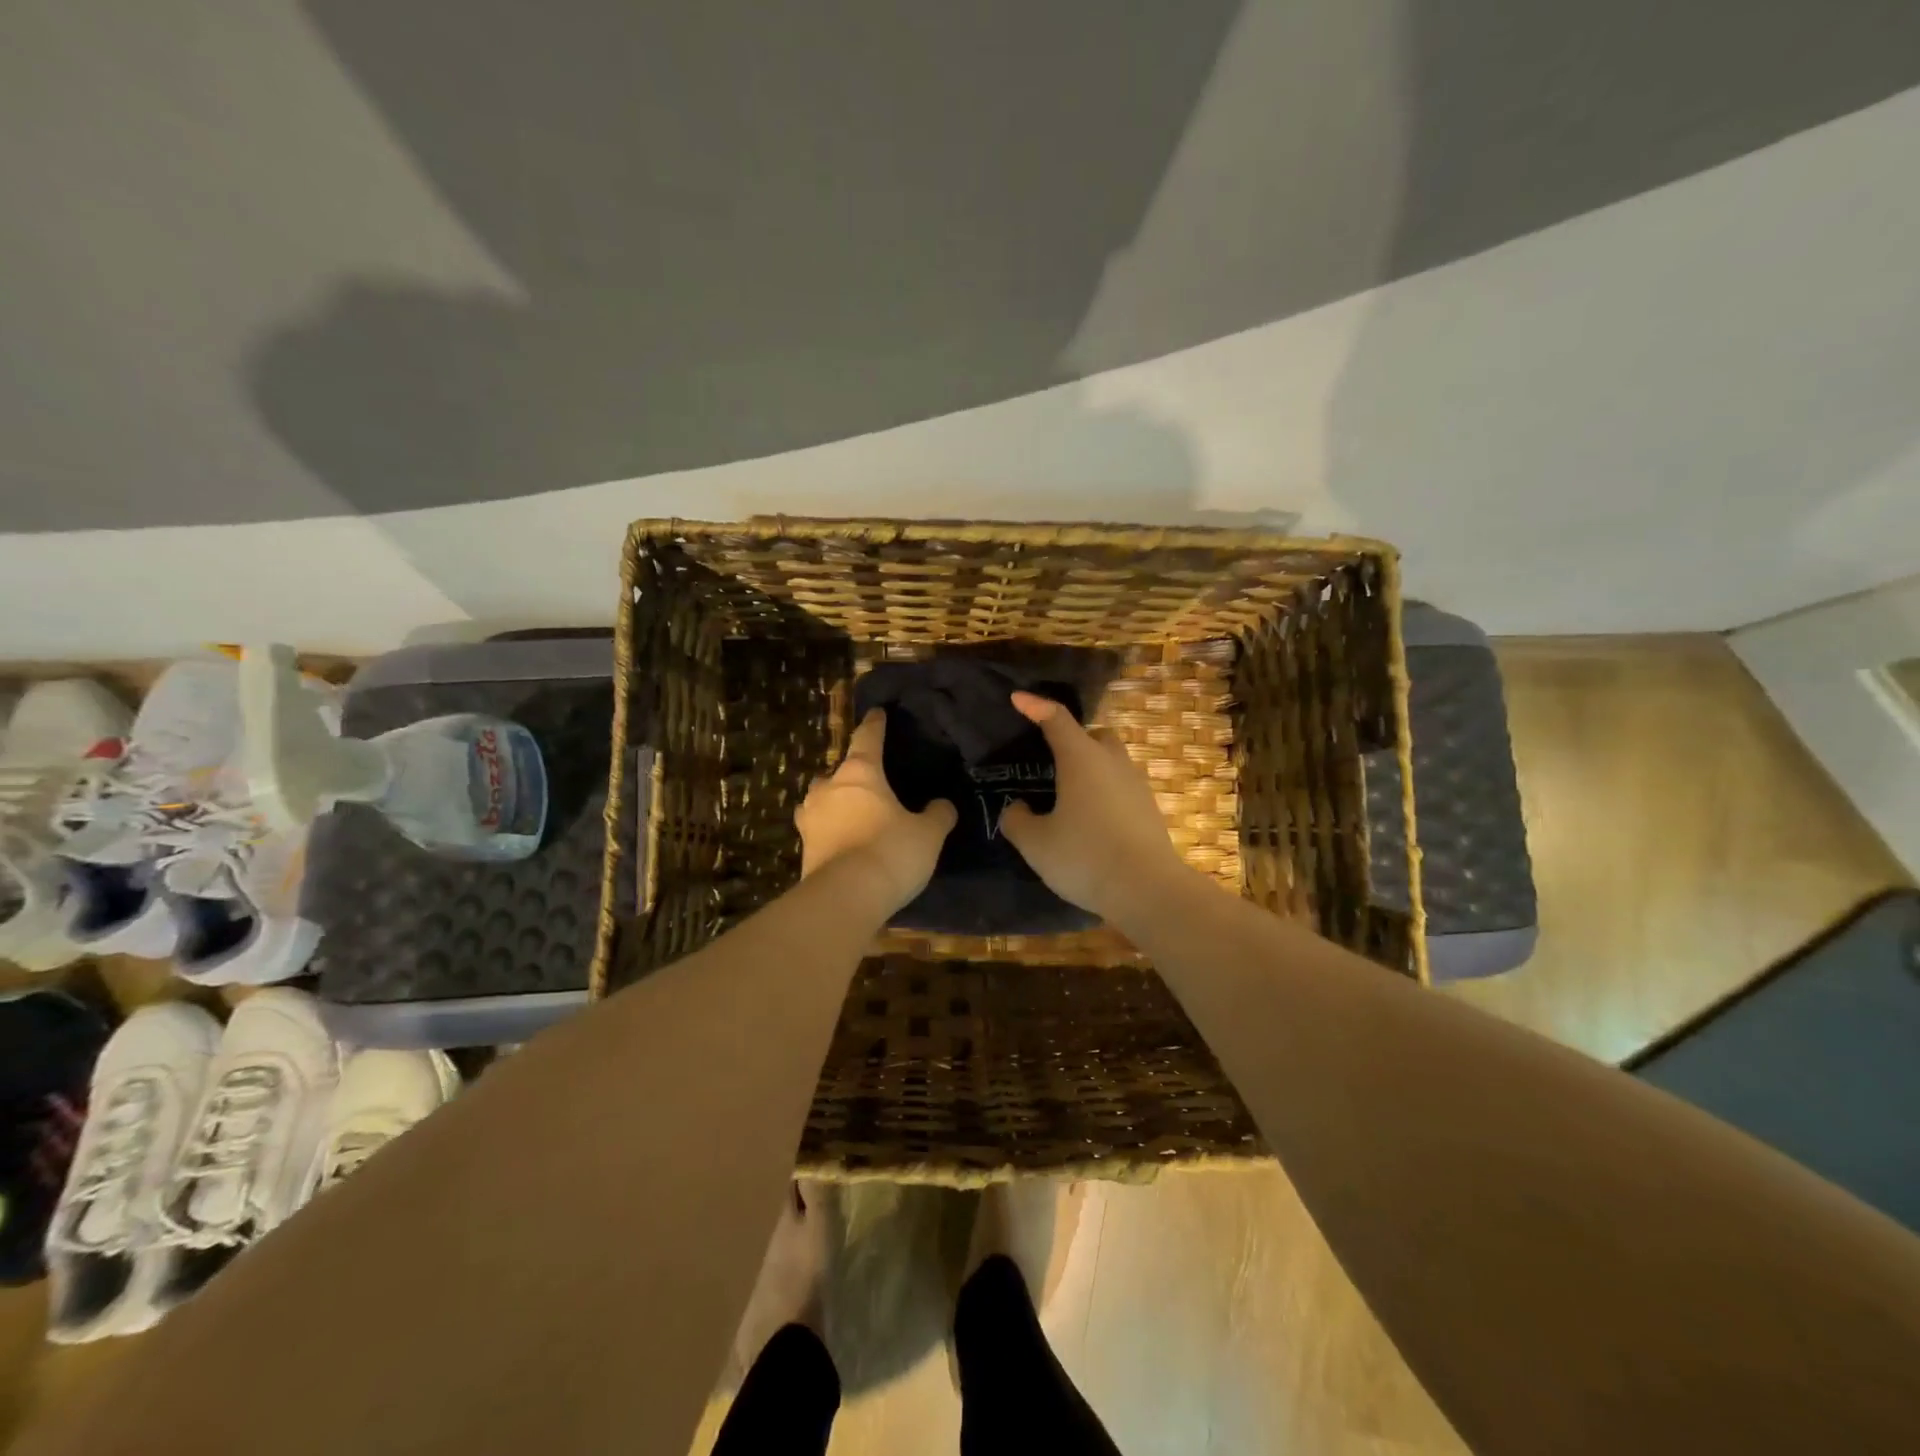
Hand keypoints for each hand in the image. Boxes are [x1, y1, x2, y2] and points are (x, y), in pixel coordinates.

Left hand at [796, 709, 956, 912]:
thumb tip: (943, 805)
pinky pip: (817, 830)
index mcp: (860, 773)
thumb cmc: (891, 852)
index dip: (875, 725)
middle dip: (850, 774)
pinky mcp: (803, 849)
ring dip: (833, 802)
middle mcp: (828, 788)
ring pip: (820, 799)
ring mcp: (810, 818)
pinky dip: (828, 831)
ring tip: (850, 813)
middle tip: (869, 783)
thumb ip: (938, 814)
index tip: (877, 713)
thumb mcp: (928, 833)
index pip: (867, 738)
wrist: (846, 897)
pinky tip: (841, 842)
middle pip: (837, 771)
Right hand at [999, 691, 1192, 924]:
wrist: (1148, 889)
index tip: (1018, 699)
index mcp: (1081, 758)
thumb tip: (1018, 808)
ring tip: (1069, 796)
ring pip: (1111, 761)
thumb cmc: (1085, 856)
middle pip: (1094, 735)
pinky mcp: (1149, 809)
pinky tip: (1091, 820)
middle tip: (1051, 761)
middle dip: (1073, 739)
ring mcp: (1136, 784)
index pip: (1056, 718)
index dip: (1034, 706)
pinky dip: (1104, 792)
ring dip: (1091, 768)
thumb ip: (1017, 820)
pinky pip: (1121, 787)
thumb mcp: (1035, 843)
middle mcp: (1112, 762)